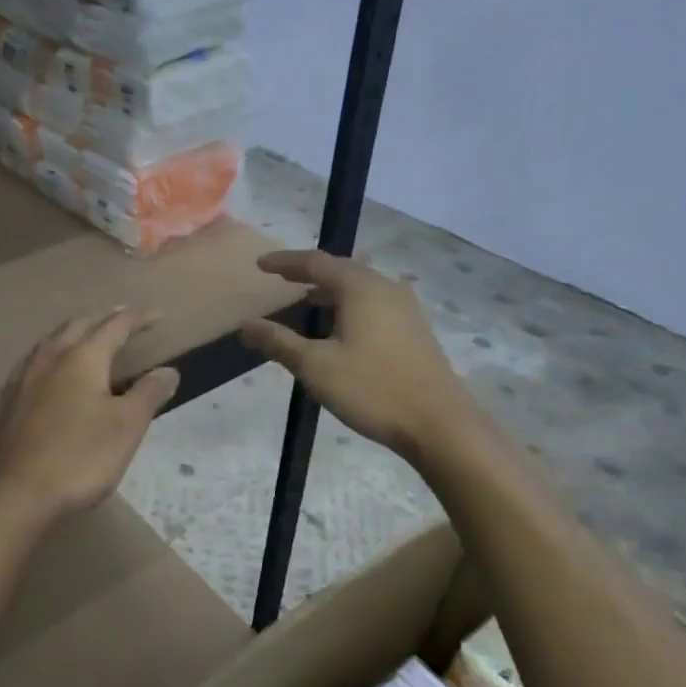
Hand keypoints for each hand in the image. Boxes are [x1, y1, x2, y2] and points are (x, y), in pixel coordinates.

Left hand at [0, 308, 178, 530]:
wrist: (16, 493)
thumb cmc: (80, 457)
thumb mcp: (127, 427)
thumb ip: (148, 393)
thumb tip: (168, 370)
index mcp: (83, 358)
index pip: (115, 326)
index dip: (137, 319)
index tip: (157, 316)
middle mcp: (50, 358)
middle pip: (79, 325)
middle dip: (103, 319)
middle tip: (123, 320)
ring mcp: (24, 378)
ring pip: (52, 341)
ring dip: (75, 333)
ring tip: (89, 338)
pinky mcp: (8, 401)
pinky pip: (35, 362)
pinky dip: (53, 355)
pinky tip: (52, 372)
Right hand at [239, 250, 470, 457]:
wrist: (439, 424)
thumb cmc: (372, 389)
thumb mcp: (315, 366)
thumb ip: (278, 342)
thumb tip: (246, 324)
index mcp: (360, 287)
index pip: (315, 262)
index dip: (285, 262)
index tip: (260, 265)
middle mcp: (385, 287)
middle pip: (341, 269)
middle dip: (310, 272)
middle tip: (283, 278)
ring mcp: (405, 308)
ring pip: (360, 287)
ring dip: (331, 290)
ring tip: (307, 301)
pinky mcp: (414, 329)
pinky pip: (374, 303)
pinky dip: (350, 305)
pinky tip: (341, 327)